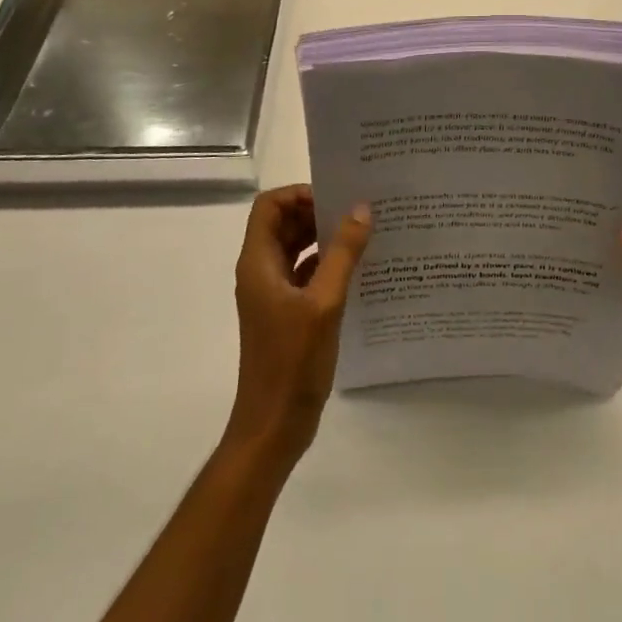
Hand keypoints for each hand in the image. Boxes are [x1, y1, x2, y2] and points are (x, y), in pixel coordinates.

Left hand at [224, 184, 371, 468]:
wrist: (273, 427)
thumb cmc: (292, 362)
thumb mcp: (324, 303)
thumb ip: (343, 253)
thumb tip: (361, 208)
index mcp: (258, 263)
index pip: (270, 206)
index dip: (299, 194)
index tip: (335, 198)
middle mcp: (261, 272)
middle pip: (283, 223)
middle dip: (316, 212)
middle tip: (357, 211)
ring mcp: (273, 294)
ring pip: (296, 248)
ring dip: (324, 237)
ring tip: (364, 233)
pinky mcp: (287, 313)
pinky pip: (306, 273)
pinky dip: (327, 263)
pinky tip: (359, 267)